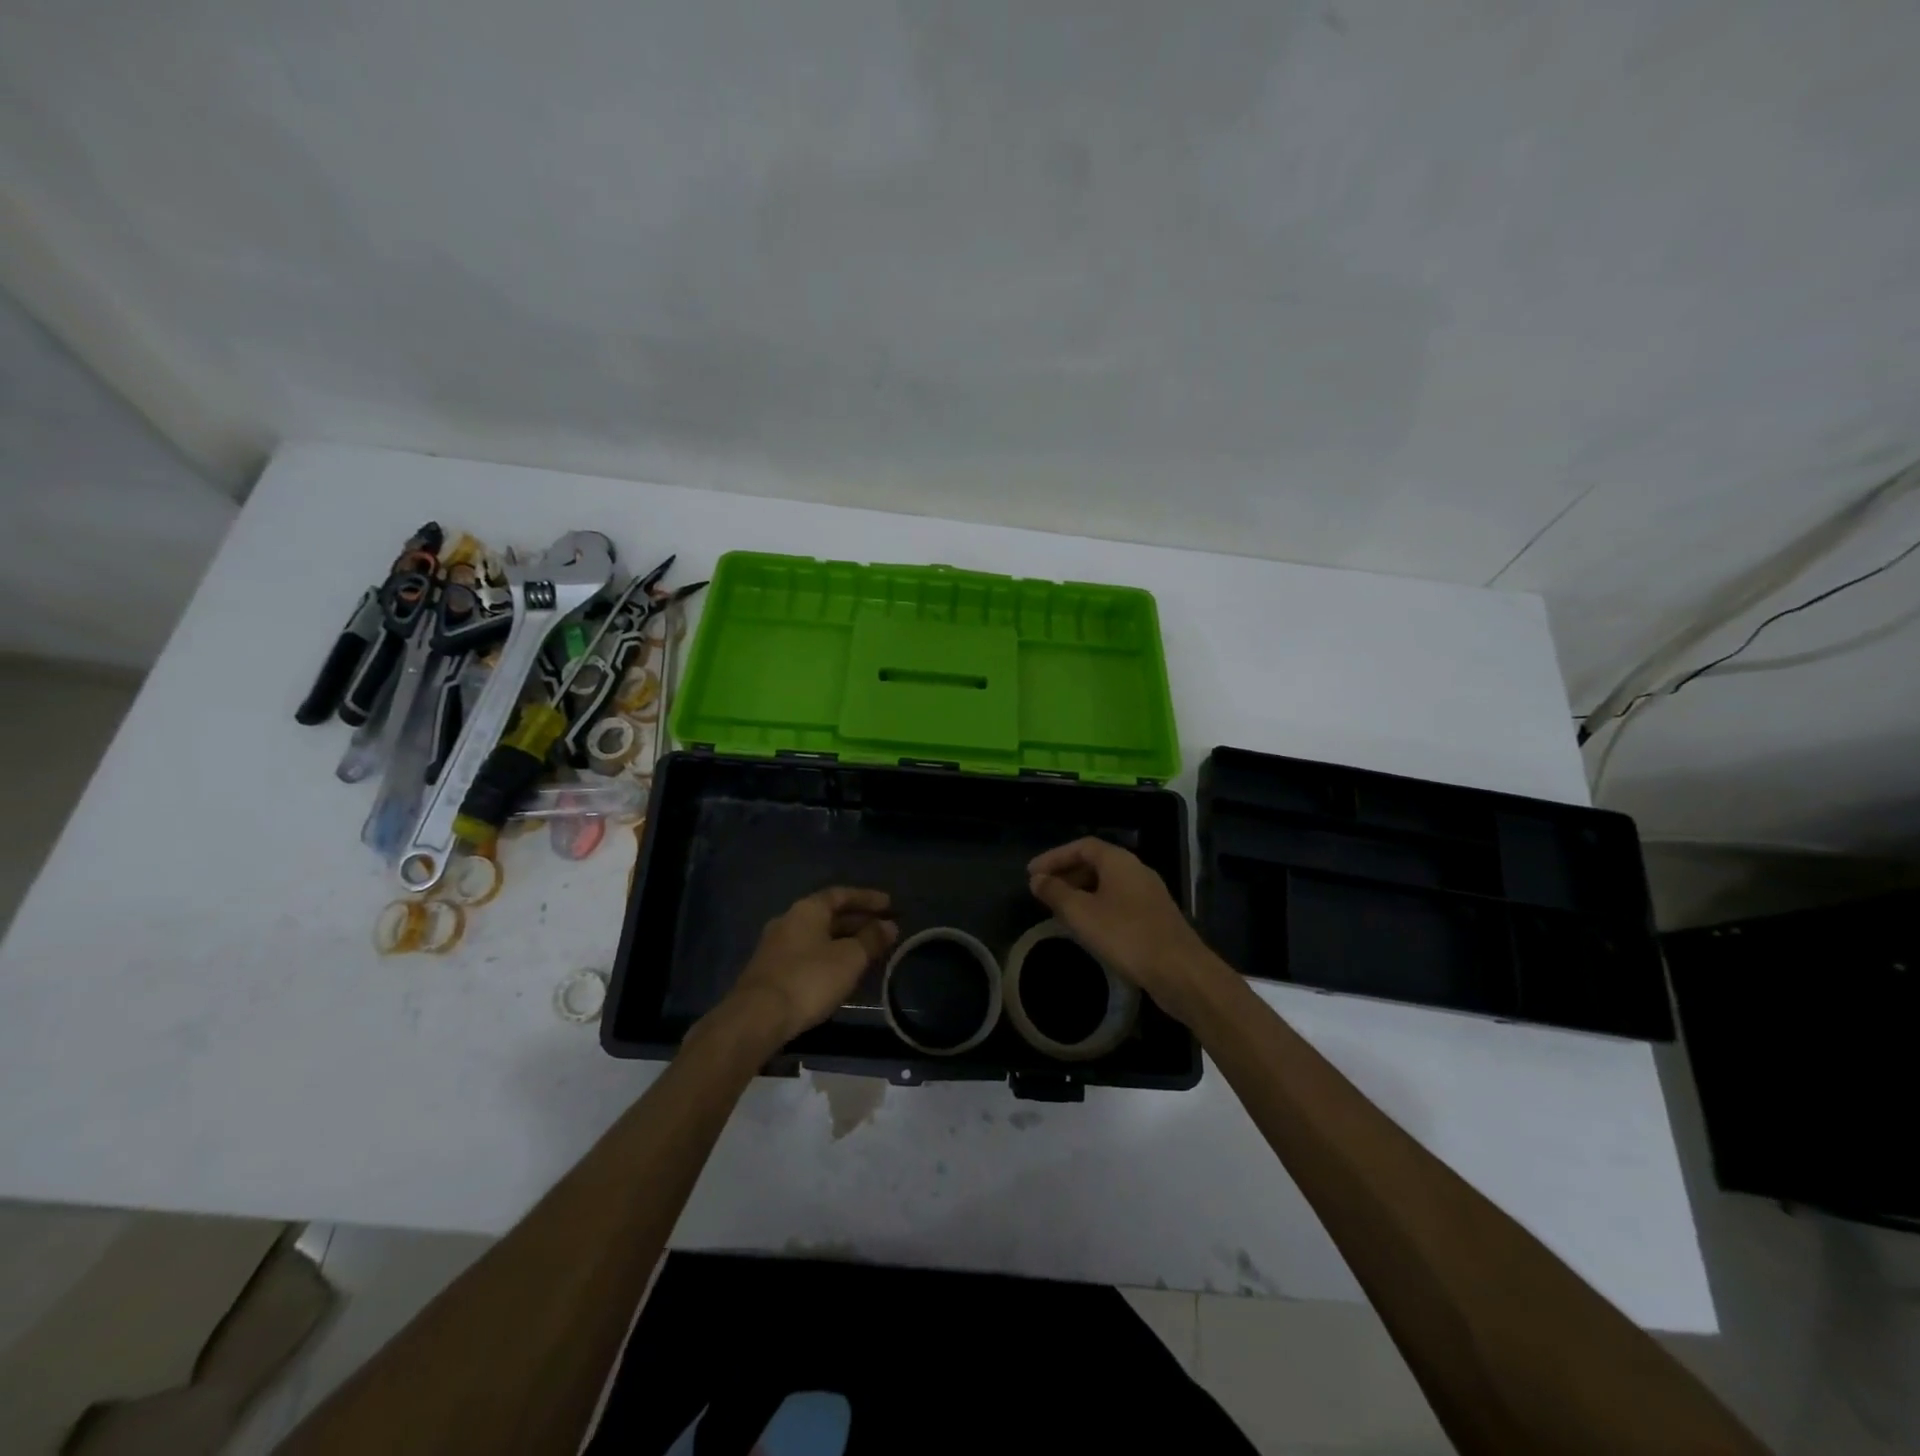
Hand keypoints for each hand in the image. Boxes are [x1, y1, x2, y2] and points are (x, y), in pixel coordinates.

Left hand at [720, 887, 898, 1048]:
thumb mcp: (850, 959)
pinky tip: (840, 971)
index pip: (841, 894)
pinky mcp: (770, 971)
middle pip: (828, 914)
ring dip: (843, 940)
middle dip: (857, 921)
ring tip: (867, 951)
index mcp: (807, 909)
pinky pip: (807, 954)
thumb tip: (889, 926)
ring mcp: (776, 946)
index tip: (889, 904)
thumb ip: (871, 939)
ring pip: (817, 936)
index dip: (867, 898)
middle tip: (883, 929)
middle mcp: (789, 920)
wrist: (756, 1018)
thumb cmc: (809, 979)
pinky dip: (828, 956)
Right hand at [1028, 838, 1225, 1024]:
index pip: (1082, 846)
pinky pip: (1119, 900)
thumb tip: (1037, 879)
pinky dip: (1098, 905)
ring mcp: (1149, 893)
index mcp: (1119, 861)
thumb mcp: (1081, 913)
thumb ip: (1055, 893)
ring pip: (1108, 883)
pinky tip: (1088, 926)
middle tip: (1043, 889)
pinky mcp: (1155, 916)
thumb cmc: (1125, 935)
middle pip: (1096, 862)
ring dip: (1082, 890)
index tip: (1032, 873)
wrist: (1179, 970)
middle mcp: (1136, 870)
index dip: (1054, 857)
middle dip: (1067, 873)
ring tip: (1060, 908)